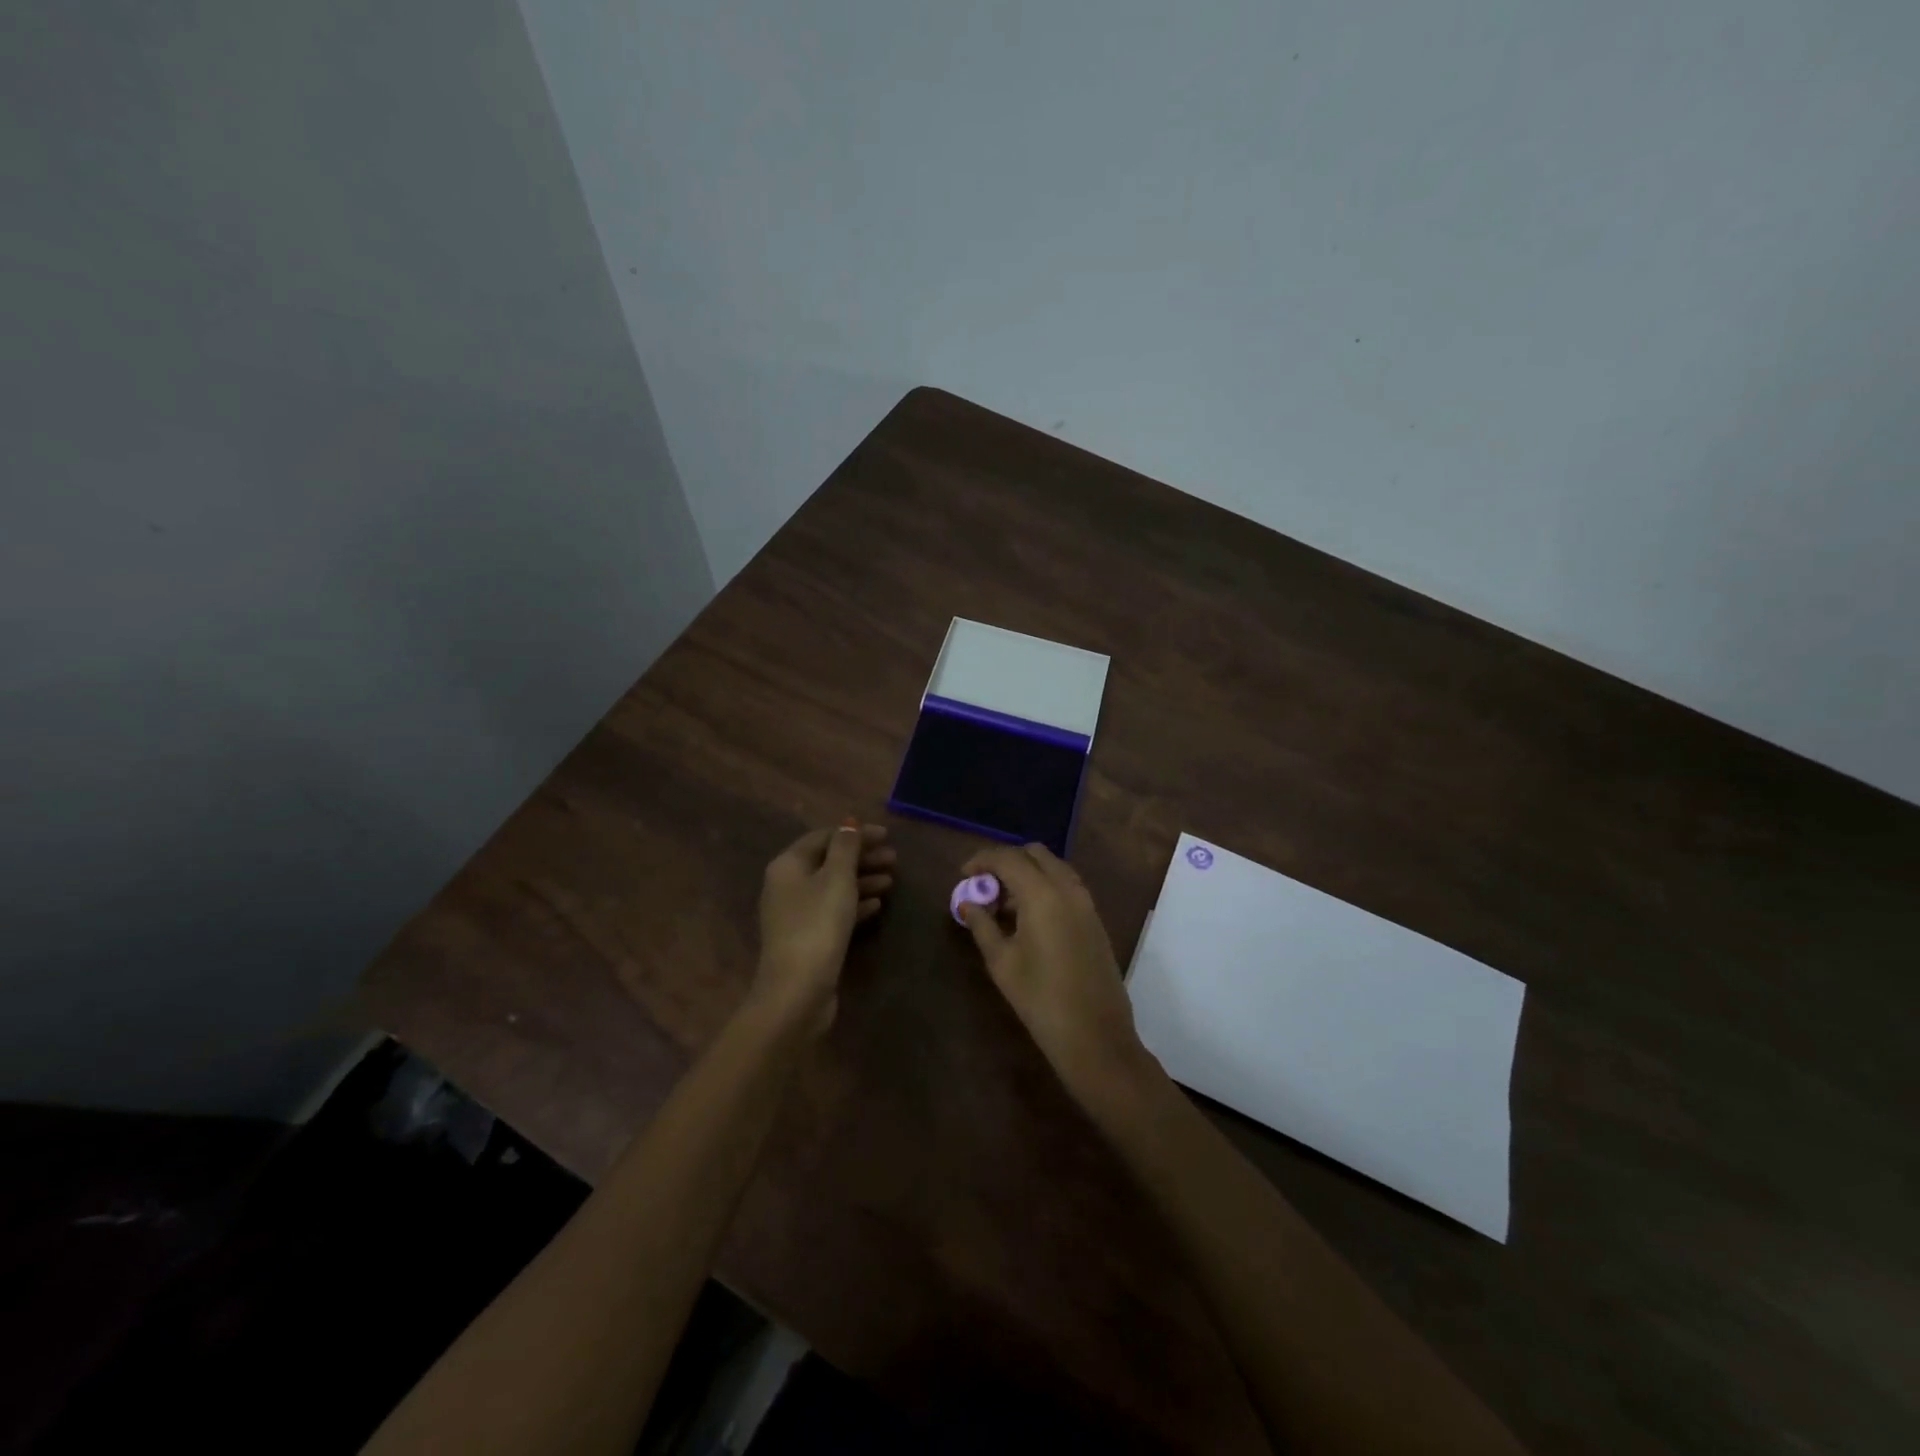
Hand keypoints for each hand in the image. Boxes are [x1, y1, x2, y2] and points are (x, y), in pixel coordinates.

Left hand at [753, 822, 893, 1034]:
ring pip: (833, 887)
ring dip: (862, 880)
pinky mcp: (808, 938)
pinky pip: (834, 911)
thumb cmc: (818, 924)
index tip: (887, 835)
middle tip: (894, 859)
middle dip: (862, 858)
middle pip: (828, 862)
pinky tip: (877, 904)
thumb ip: (845, 848)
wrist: (797, 990)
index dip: (855, 833)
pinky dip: (855, 903)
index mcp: (788, 865)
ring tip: (892, 880)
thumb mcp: (836, 878)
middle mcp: (787, 885)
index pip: (823, 837)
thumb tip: (848, 824)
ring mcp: (796, 914)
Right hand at [958, 843, 1152, 1108]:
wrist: (1095, 1035)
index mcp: (1042, 894)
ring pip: (1053, 868)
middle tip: (984, 887)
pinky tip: (1028, 917)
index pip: (1008, 858)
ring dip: (1027, 874)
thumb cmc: (1041, 999)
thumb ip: (982, 925)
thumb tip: (967, 903)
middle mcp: (1068, 888)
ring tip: (1003, 905)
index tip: (962, 875)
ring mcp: (1086, 902)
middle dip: (1007, 861)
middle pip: (1034, 854)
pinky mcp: (1095, 919)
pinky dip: (1045, 887)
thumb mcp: (1002, 962)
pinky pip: (1066, 886)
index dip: (982, 860)